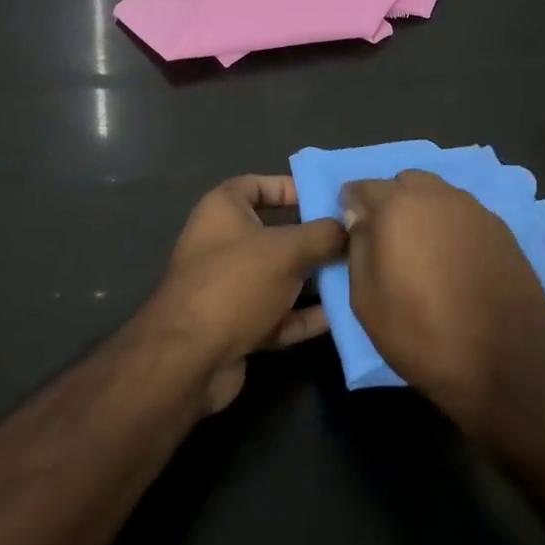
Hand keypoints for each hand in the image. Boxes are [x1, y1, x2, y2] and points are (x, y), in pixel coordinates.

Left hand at [144, 175, 345, 412]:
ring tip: (355, 275)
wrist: (189, 360)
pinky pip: (277, 313)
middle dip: (313, 237)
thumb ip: (323, 234)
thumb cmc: (236, 282)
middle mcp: (222, 243)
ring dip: (313, 278)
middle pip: (275, 232)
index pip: (259, 185)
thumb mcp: (287, 249)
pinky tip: (339, 315)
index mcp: (223, 209)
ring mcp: (228, 287)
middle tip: (353, 238)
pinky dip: (304, 314)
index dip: (292, 188)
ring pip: (279, 275)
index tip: (327, 198)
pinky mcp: (236, 325)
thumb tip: (349, 228)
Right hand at [341, 170, 544, 432]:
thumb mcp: (367, 302)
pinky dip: (451, 225)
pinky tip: (455, 259)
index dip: (352, 206)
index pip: (362, 187)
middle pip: (403, 183)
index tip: (353, 231)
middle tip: (389, 242)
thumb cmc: (425, 335)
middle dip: (390, 203)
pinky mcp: (500, 227)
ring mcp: (473, 208)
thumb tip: (359, 219)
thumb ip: (358, 249)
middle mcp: (436, 195)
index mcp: (397, 207)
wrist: (510, 359)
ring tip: (424, 251)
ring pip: (437, 194)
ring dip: (423, 211)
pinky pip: (463, 212)